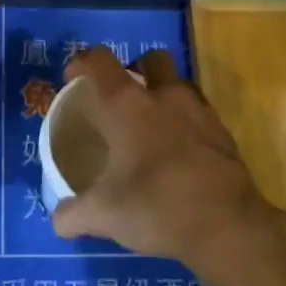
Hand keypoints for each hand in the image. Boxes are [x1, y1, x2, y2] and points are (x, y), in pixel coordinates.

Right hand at [50, 47, 276, 269]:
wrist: (228, 225)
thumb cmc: (158, 206)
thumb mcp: (105, 215)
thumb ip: (73, 214)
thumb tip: (58, 220)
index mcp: (128, 105)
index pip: (99, 62)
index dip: (82, 62)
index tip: (72, 78)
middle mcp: (164, 96)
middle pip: (150, 60)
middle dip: (135, 69)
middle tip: (122, 99)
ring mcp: (199, 111)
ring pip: (179, 84)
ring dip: (164, 95)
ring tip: (152, 127)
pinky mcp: (223, 133)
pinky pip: (199, 114)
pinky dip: (186, 124)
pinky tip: (179, 154)